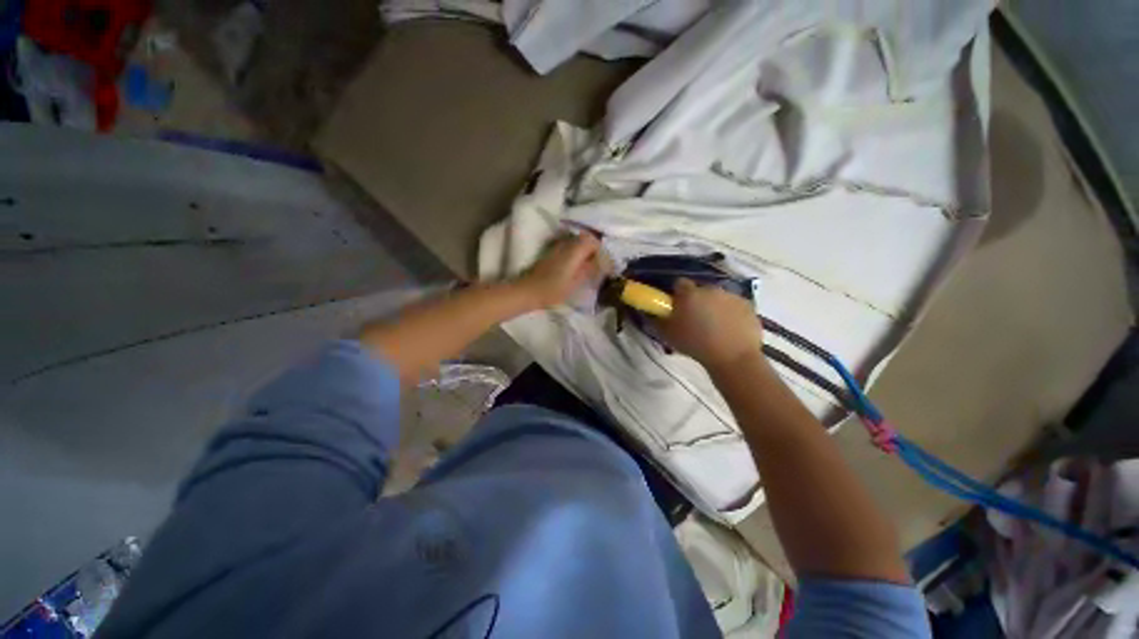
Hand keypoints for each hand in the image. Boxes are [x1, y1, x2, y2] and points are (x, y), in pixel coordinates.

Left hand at [515, 234, 602, 308]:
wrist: (529, 290)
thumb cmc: (553, 289)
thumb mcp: (576, 282)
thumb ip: (589, 269)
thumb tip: (600, 262)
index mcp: (574, 250)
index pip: (593, 242)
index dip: (601, 251)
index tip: (605, 263)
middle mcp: (566, 244)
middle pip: (585, 239)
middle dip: (594, 249)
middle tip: (599, 263)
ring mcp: (557, 247)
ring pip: (576, 242)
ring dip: (585, 250)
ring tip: (589, 265)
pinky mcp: (551, 252)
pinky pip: (569, 247)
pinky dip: (576, 253)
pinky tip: (576, 266)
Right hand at [655, 278, 764, 369]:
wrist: (733, 357)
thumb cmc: (696, 345)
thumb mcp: (668, 335)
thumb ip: (656, 320)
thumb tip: (650, 312)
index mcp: (689, 294)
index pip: (679, 283)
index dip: (677, 294)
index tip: (677, 307)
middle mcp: (710, 289)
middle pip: (700, 290)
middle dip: (696, 301)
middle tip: (695, 319)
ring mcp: (731, 296)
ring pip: (718, 297)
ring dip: (714, 306)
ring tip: (714, 327)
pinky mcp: (748, 305)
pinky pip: (734, 305)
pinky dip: (730, 313)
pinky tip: (729, 330)